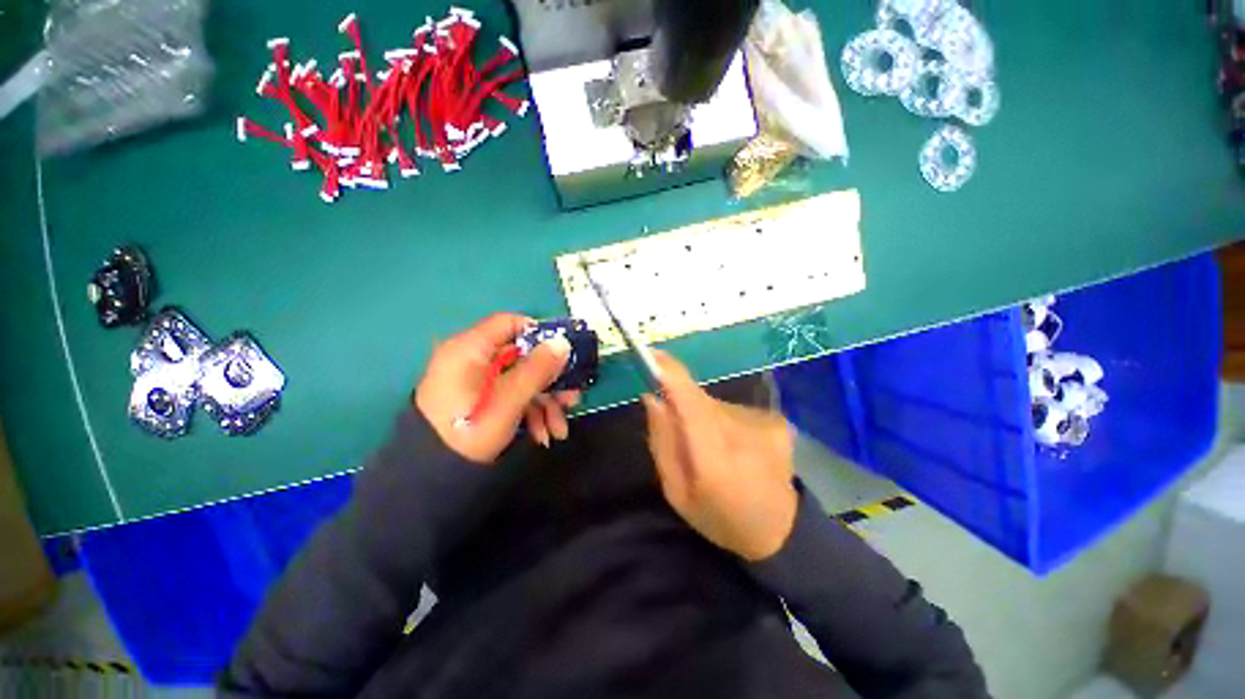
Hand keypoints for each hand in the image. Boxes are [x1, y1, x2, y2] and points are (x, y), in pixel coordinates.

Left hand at [415, 313, 580, 462]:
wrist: (433, 478)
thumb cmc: (470, 429)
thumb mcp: (509, 399)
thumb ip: (538, 369)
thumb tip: (563, 342)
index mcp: (470, 349)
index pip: (509, 324)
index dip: (539, 334)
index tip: (563, 352)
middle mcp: (473, 361)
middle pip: (522, 358)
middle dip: (550, 381)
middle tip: (572, 398)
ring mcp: (478, 383)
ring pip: (522, 381)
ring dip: (545, 403)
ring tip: (559, 429)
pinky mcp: (482, 401)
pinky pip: (512, 397)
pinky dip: (531, 413)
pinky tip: (543, 435)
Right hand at [642, 352, 797, 560]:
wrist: (781, 531)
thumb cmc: (720, 518)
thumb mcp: (677, 494)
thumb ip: (663, 443)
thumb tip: (654, 397)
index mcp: (715, 461)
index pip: (691, 403)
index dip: (671, 375)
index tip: (652, 355)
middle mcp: (744, 435)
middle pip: (700, 400)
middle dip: (682, 406)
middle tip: (682, 434)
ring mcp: (765, 424)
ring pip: (716, 405)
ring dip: (705, 418)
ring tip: (713, 448)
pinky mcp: (776, 420)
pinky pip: (734, 410)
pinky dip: (724, 421)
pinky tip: (735, 446)